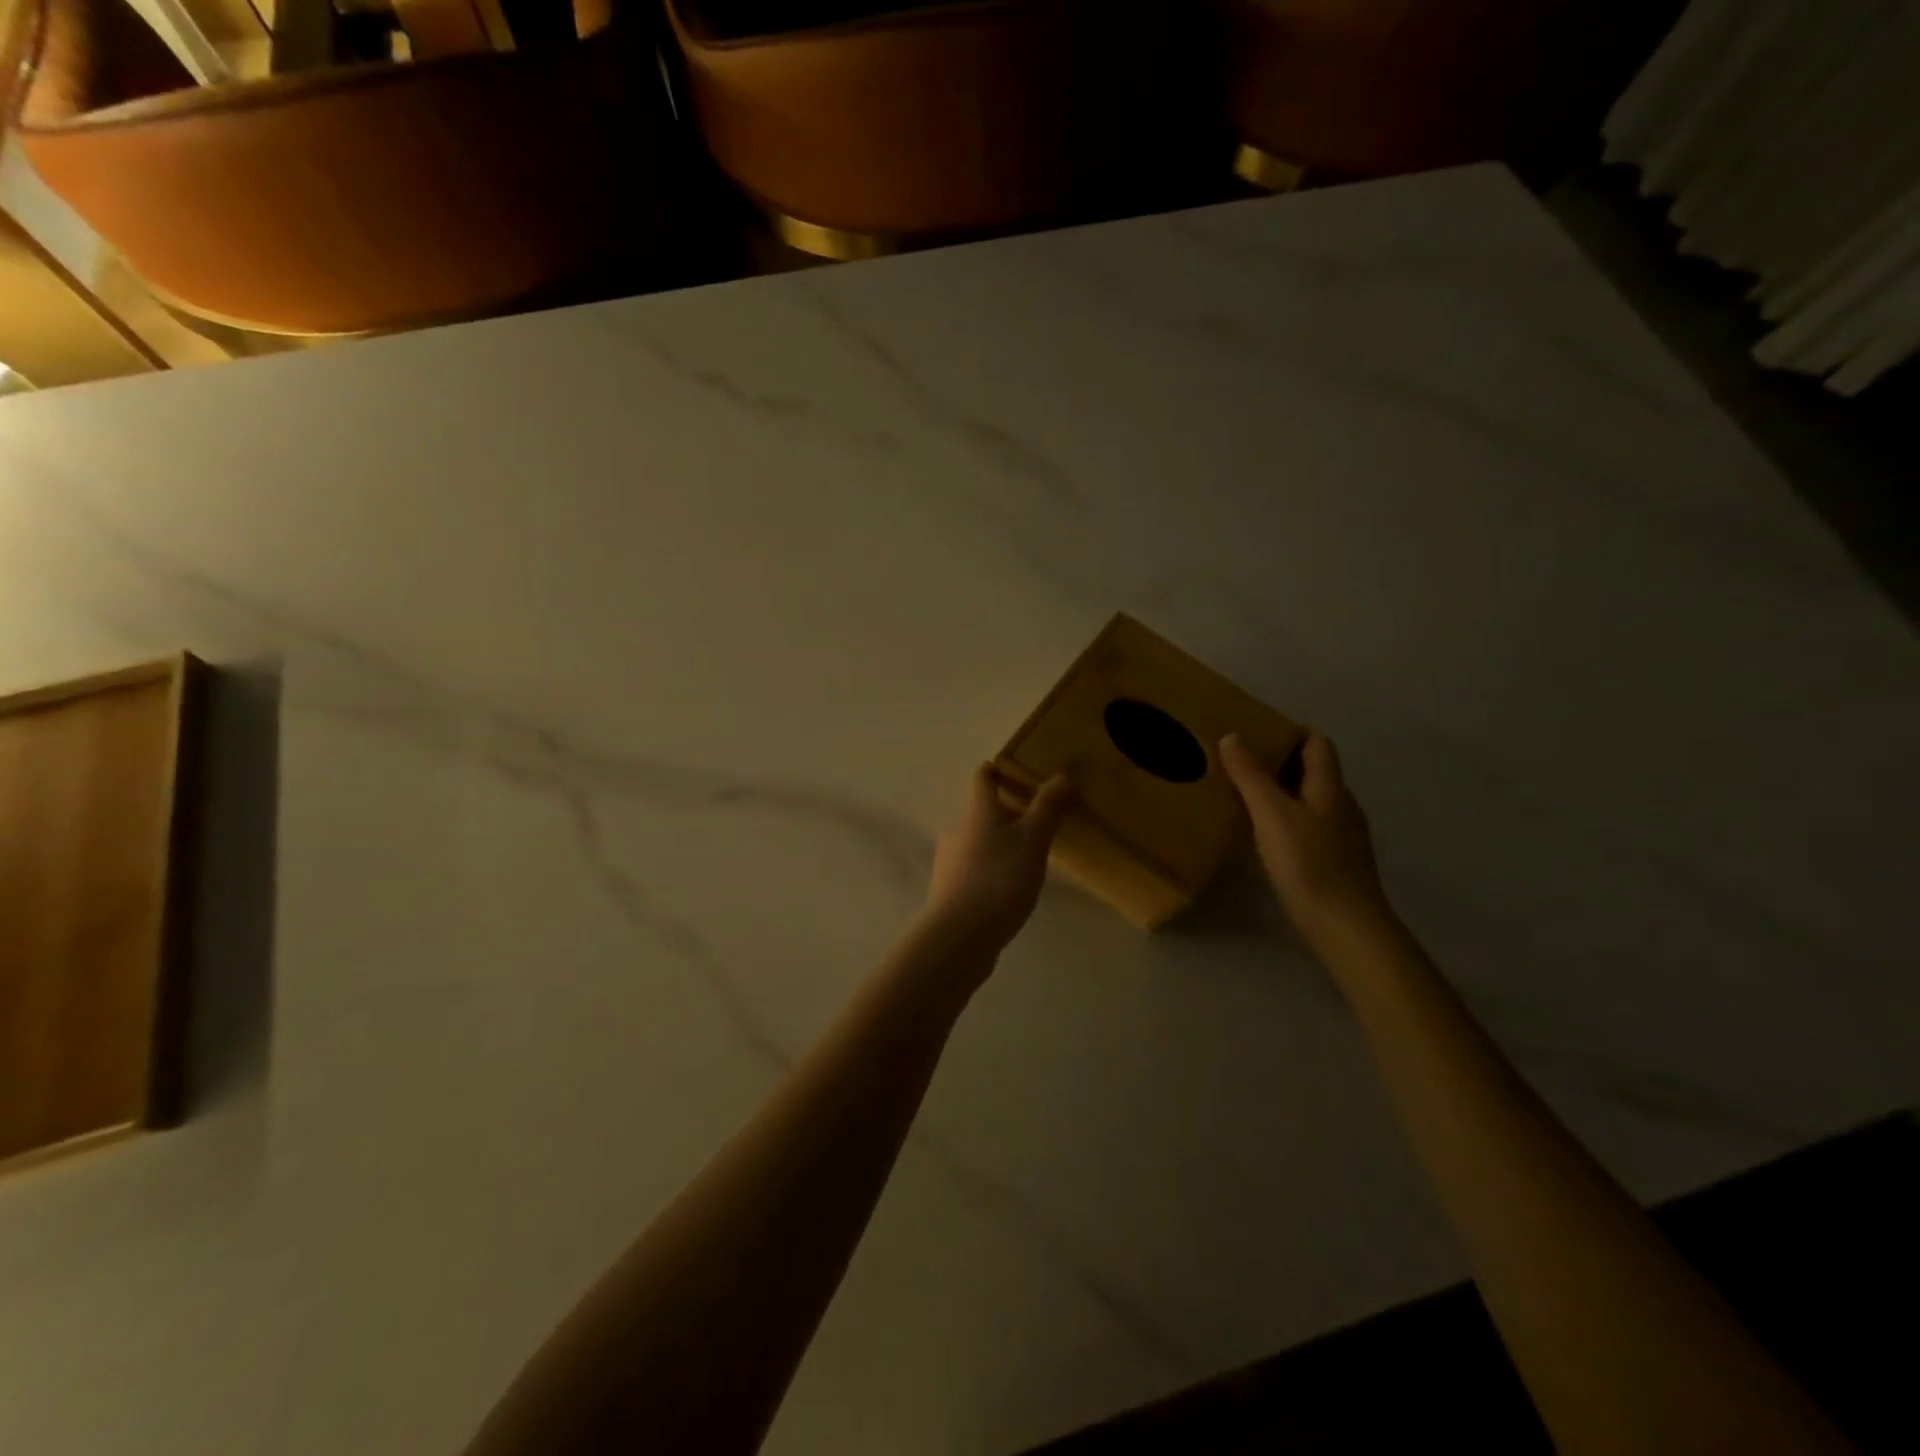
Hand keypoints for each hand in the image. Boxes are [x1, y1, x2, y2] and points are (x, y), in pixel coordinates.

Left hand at [923, 764, 1074, 956]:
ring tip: (1027, 857)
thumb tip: (1064, 774)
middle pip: (981, 813)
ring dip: (999, 844)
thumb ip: (1048, 808)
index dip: (994, 770)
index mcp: (978, 814)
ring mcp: (950, 864)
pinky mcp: (950, 893)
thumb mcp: (1032, 841)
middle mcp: (958, 832)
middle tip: (1035, 819)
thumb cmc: (998, 880)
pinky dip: (992, 870)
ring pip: (977, 843)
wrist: (959, 937)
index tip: (1007, 767)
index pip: (983, 780)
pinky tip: (1008, 889)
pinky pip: (974, 871)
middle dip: (1004, 812)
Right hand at [1221, 731, 1393, 952]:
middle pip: (1314, 771)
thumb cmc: (1309, 864)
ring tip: (1245, 797)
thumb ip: (1251, 775)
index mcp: (1330, 787)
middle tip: (1239, 764)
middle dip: (1280, 762)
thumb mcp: (1272, 814)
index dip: (1290, 733)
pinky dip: (1287, 820)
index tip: (1254, 734)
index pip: (1317, 744)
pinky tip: (1265, 836)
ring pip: (1311, 800)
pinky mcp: (1336, 861)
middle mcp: (1341, 805)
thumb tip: (1232, 736)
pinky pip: (1310, 826)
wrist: (1346, 927)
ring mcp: (1342, 835)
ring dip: (1282, 793)